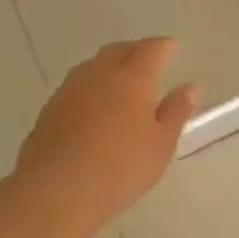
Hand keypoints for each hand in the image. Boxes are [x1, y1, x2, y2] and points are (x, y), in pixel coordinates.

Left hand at [17, 38, 198, 228]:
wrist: (55, 192)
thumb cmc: (119, 169)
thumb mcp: (160, 145)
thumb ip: (175, 112)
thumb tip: (189, 87)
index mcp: (131, 79)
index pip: (150, 50)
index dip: (163, 46)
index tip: (173, 47)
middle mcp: (98, 75)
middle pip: (118, 50)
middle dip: (135, 50)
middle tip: (148, 59)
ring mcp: (69, 91)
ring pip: (92, 65)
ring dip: (109, 65)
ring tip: (120, 79)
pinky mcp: (49, 110)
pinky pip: (75, 86)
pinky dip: (90, 86)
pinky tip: (93, 105)